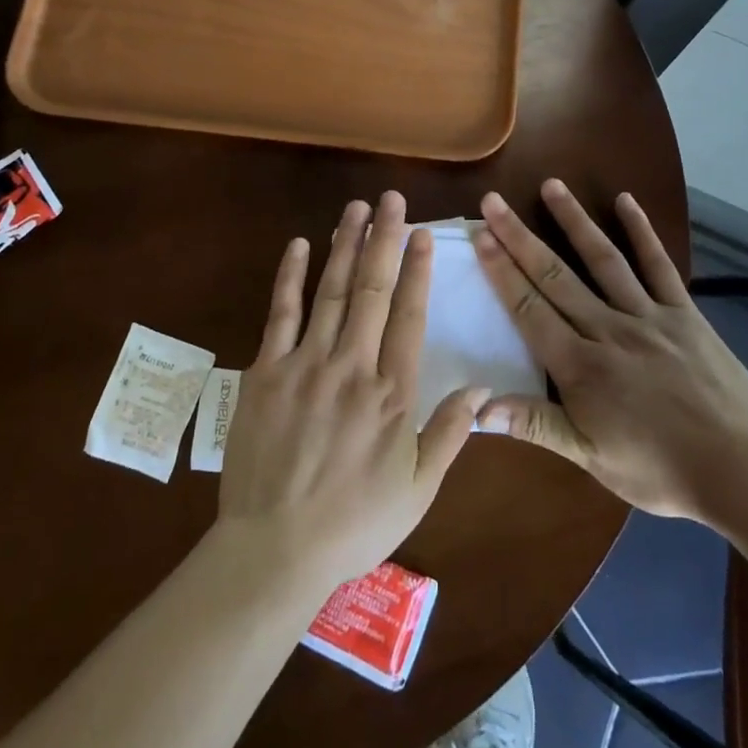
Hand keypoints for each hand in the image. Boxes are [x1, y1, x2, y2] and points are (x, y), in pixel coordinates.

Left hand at [217, 192, 490, 593]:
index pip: (409, 316)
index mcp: (392, 395)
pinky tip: (300, 245)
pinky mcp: (266, 372)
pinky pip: (280, 314)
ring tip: (356, 208)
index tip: (424, 233)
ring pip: (330, 291)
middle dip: (384, 239)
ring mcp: (305, 365)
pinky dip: (290, 277)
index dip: (418, 270)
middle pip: (372, 290)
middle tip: (392, 198)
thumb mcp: (417, 490)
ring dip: (344, 245)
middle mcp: (352, 367)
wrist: (274, 549)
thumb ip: (449, 435)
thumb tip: (481, 390)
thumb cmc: (354, 523)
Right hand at [472, 179, 747, 525]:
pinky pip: (659, 266)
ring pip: (602, 260)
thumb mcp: (592, 458)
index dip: (501, 271)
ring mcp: (648, 316)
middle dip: (519, 237)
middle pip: (555, 276)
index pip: (529, 309)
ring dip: (574, 221)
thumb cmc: (660, 469)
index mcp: (580, 367)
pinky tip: (626, 201)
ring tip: (551, 186)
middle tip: (493, 202)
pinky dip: (642, 232)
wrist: (742, 468)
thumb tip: (480, 407)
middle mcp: (608, 330)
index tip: (480, 235)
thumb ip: (536, 425)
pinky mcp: (683, 313)